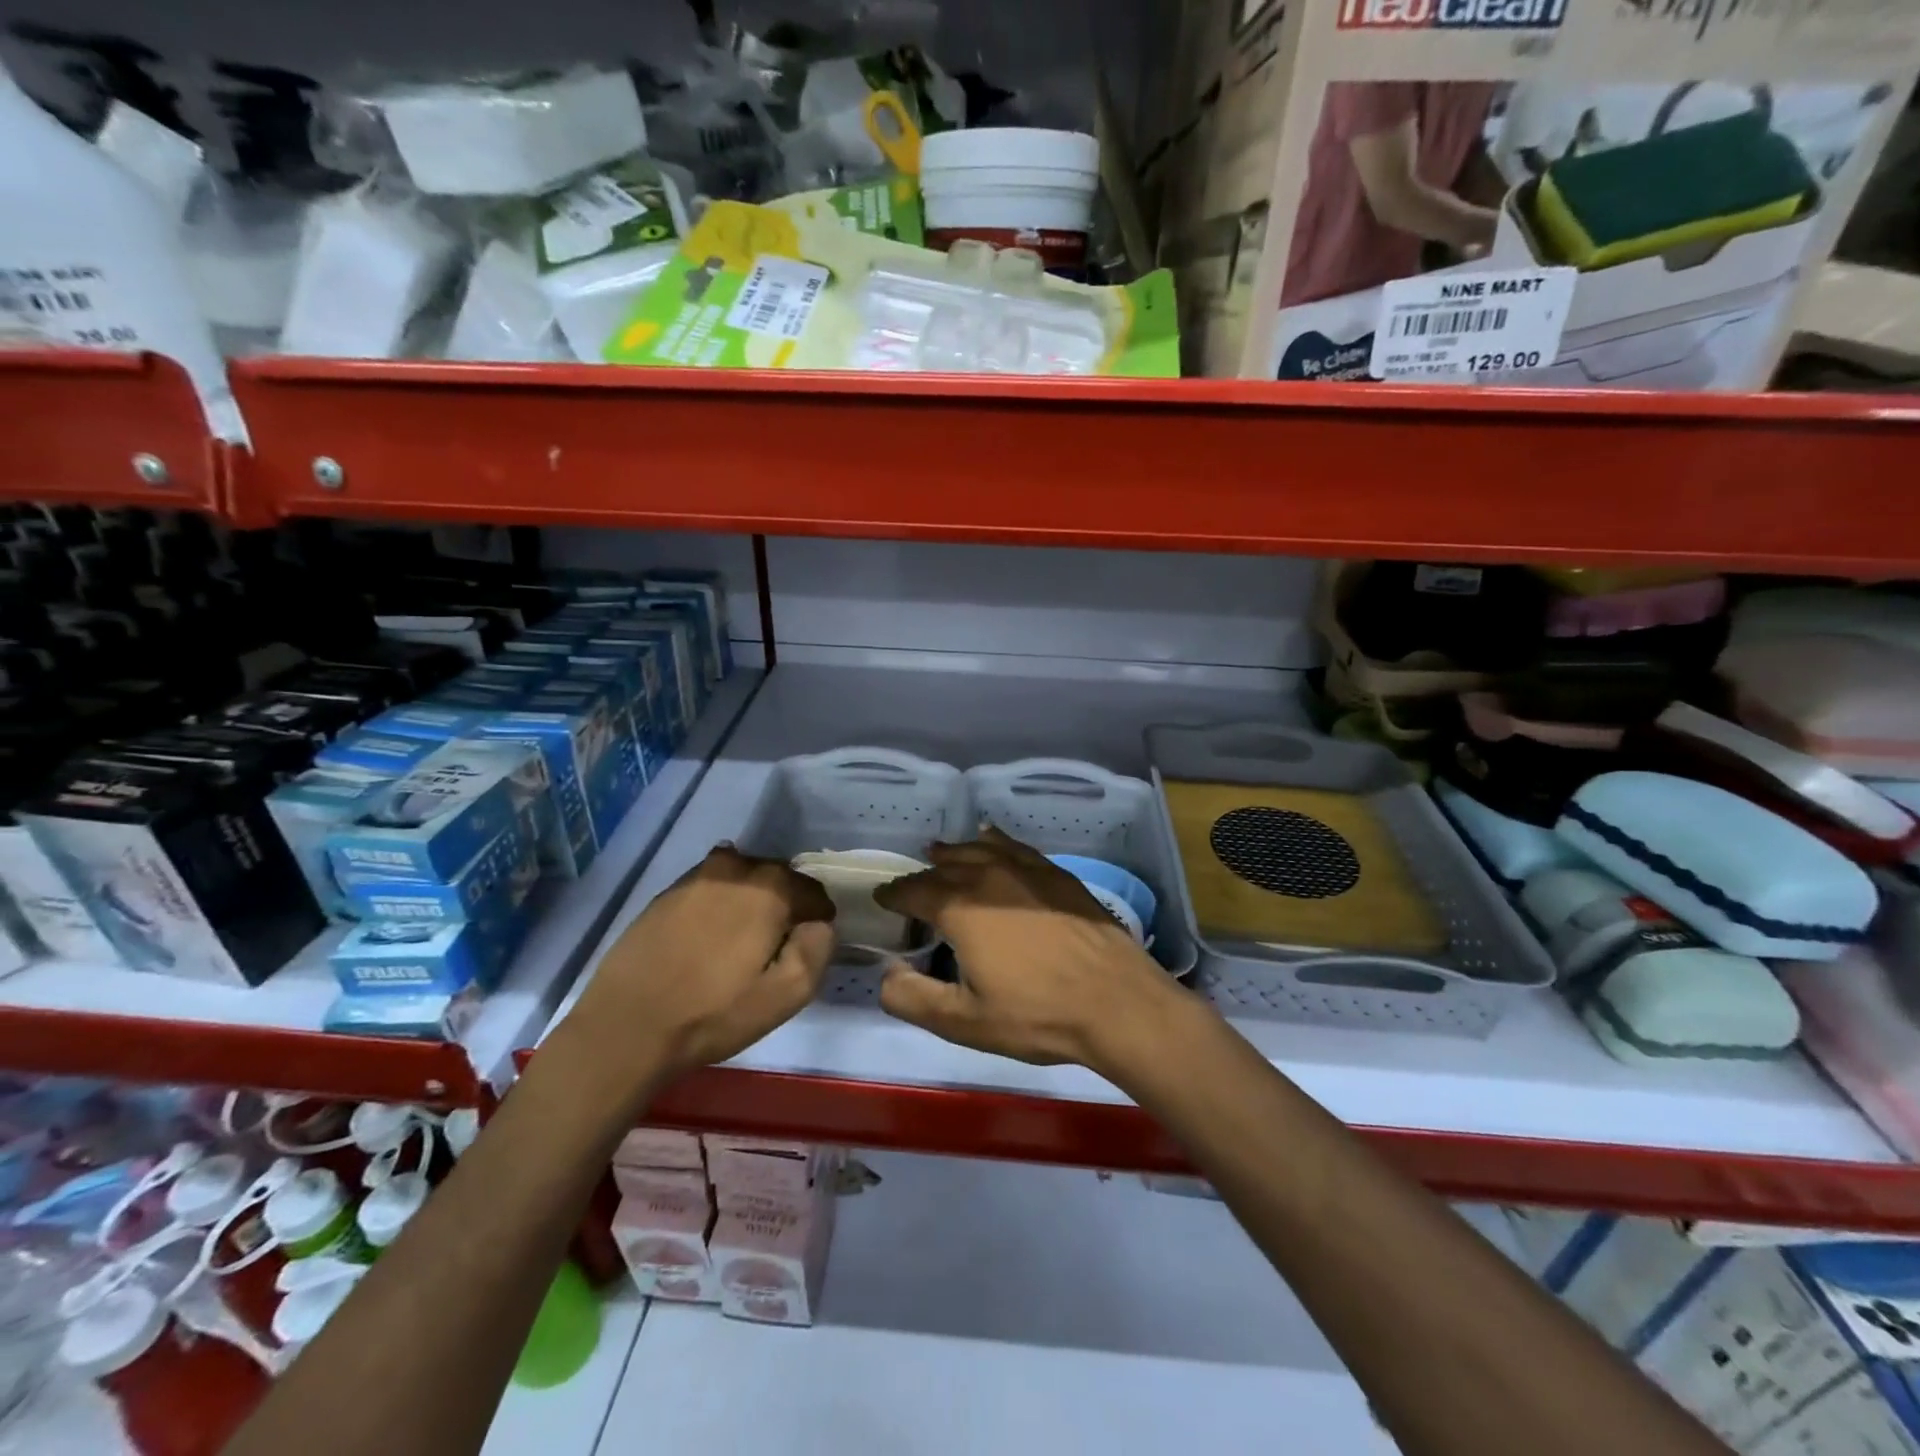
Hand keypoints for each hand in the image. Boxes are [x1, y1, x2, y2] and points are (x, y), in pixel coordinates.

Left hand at [563, 847, 835, 1095]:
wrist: (627, 1026)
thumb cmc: (714, 1013)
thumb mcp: (787, 995)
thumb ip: (818, 948)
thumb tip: (819, 924)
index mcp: (770, 888)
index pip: (814, 892)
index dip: (817, 921)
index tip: (804, 949)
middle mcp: (735, 868)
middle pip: (778, 878)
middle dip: (785, 906)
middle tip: (774, 948)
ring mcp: (696, 877)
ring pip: (742, 879)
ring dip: (750, 902)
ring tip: (739, 943)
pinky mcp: (667, 893)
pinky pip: (711, 888)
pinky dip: (719, 905)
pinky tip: (707, 940)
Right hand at [873, 828, 1182, 1075]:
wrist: (1116, 1001)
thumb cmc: (1037, 1015)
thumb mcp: (964, 1022)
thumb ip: (913, 999)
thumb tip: (886, 974)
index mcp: (960, 909)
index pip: (914, 892)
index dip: (894, 895)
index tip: (883, 898)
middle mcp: (989, 877)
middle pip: (945, 866)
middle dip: (923, 875)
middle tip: (912, 886)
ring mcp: (1026, 870)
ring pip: (979, 849)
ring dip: (955, 852)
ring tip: (941, 852)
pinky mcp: (1056, 874)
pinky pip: (1015, 846)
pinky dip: (995, 841)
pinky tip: (992, 839)